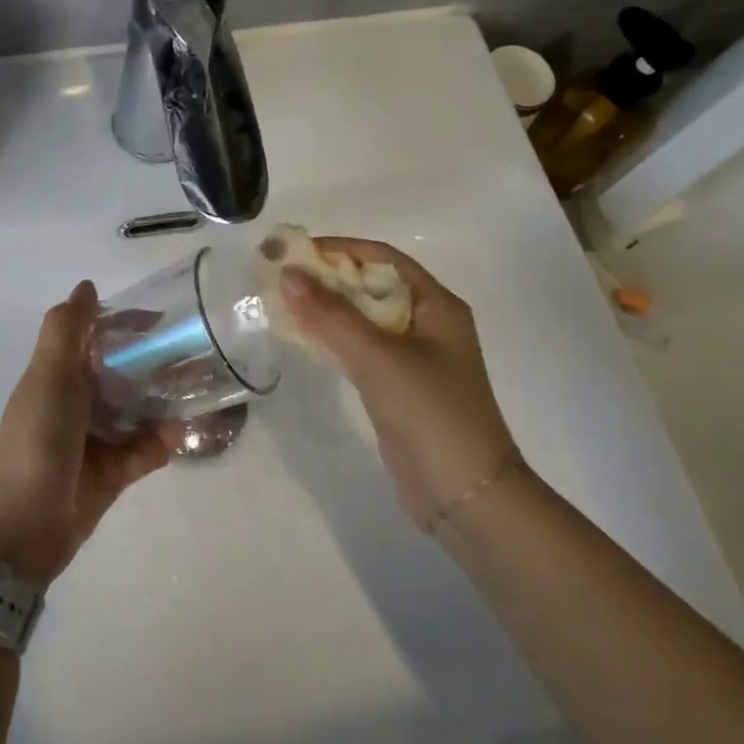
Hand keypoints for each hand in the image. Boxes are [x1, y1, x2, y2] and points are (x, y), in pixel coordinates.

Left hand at [0, 281, 181, 587]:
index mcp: (58, 376)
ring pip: (139, 411)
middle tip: (199, 356)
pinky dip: (161, 443)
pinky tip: (177, 437)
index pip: (97, 337)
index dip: (126, 324)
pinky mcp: (113, 472)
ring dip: (166, 403)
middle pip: (124, 373)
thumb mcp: (48, 378)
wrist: (22, 529)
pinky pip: (145, 449)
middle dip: (158, 364)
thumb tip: (87, 285)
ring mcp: (97, 439)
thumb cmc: (36, 442)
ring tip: (200, 394)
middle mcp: (78, 403)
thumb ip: (66, 330)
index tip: (163, 319)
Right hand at [278, 240, 522, 532]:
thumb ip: (332, 316)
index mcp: (437, 305)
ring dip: (327, 310)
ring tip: (282, 304)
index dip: (339, 249)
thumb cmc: (430, 414)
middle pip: (371, 286)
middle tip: (279, 278)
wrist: (464, 494)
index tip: (294, 251)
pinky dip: (333, 340)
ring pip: (363, 320)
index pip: (383, 258)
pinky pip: (361, 350)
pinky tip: (305, 341)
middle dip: (327, 279)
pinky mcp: (399, 387)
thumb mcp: (379, 358)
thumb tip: (288, 273)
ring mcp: (415, 358)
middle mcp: (428, 324)